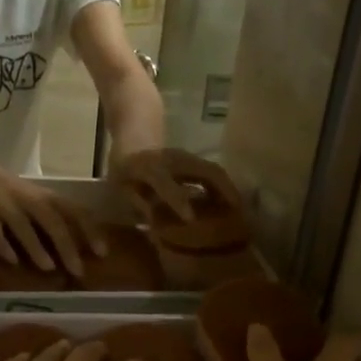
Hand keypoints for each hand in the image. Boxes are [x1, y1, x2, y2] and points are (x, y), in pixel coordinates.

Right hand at [0, 145, 100, 275]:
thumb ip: (53, 218)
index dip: (90, 230)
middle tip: (78, 270)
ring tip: (49, 268)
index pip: (74, 210)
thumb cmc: (8, 190)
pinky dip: (2, 244)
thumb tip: (79, 248)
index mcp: (43, 195)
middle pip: (52, 220)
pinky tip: (12, 261)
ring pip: (23, 225)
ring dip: (37, 247)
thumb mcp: (34, 199)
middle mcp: (26, 197)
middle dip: (67, 246)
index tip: (102, 252)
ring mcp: (2, 203)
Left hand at [112, 147, 241, 223]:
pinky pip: (214, 172)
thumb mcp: (121, 188)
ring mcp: (187, 157)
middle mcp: (172, 159)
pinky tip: (231, 203)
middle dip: (222, 192)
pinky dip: (225, 187)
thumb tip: (155, 223)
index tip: (191, 219)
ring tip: (240, 212)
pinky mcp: (195, 160)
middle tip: (236, 216)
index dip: (177, 200)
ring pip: (214, 171)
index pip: (165, 182)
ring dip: (228, 190)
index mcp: (148, 167)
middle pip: (204, 171)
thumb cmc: (124, 171)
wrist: (134, 137)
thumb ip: (137, 204)